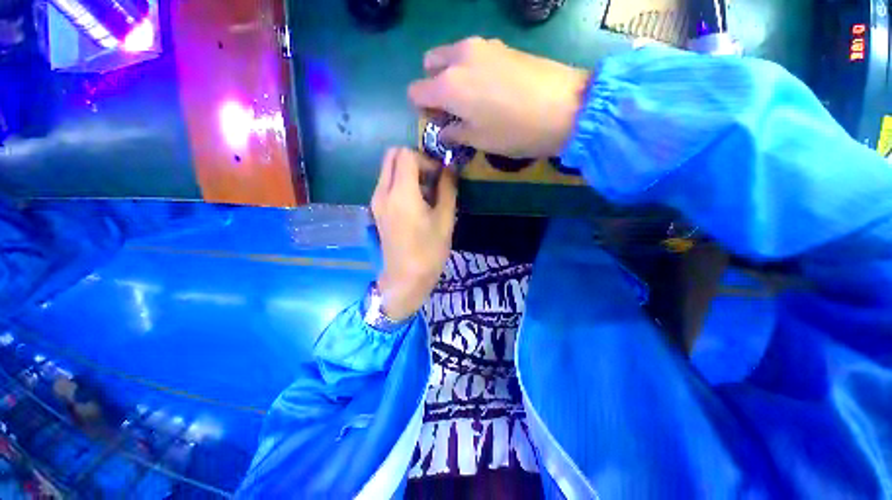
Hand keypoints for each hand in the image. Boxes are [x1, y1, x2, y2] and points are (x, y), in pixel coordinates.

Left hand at [371, 147, 456, 320]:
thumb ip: (447, 188)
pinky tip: (416, 204)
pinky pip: (386, 184)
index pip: (406, 154)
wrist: (405, 278)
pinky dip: (401, 183)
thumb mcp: (445, 219)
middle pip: (392, 155)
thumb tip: (449, 168)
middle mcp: (382, 192)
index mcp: (401, 193)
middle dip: (414, 160)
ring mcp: (376, 201)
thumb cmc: (429, 251)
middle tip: (432, 179)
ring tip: (427, 194)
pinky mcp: (376, 210)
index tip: (439, 177)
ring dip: (408, 172)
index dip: (426, 159)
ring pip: (388, 169)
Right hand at [408, 37, 589, 158]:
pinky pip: (474, 54)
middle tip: (453, 107)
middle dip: (434, 85)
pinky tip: (491, 88)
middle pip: (430, 64)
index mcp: (448, 85)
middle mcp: (459, 58)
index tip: (437, 121)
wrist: (565, 106)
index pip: (415, 91)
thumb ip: (454, 133)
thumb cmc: (514, 131)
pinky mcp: (502, 44)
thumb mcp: (479, 140)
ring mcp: (482, 45)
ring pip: (452, 56)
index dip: (422, 108)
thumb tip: (444, 131)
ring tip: (474, 99)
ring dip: (452, 76)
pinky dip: (471, 69)